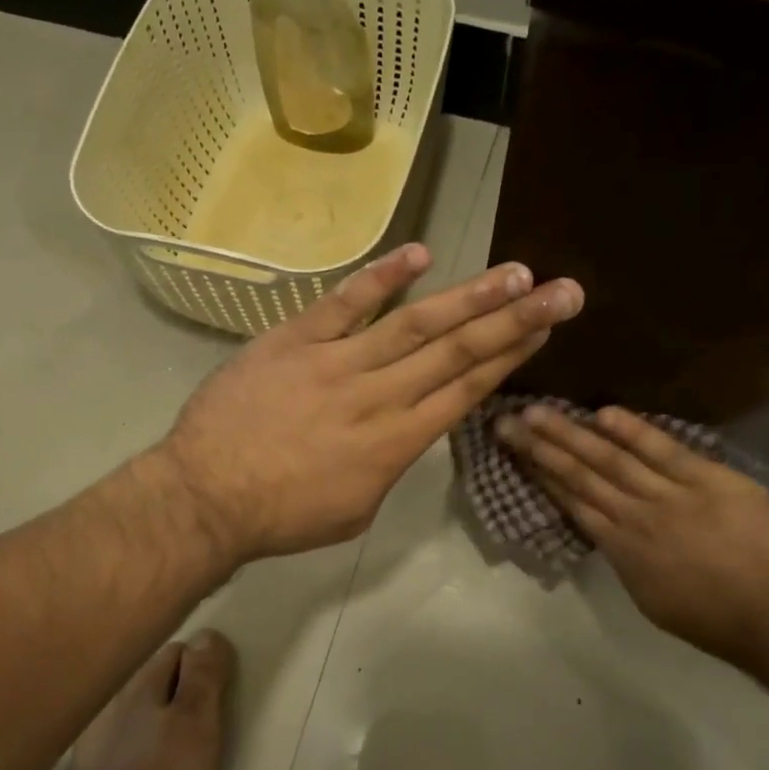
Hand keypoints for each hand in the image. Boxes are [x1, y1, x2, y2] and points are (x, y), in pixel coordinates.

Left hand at [158, 245, 583, 562]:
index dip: (511, 356)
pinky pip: (345, 303)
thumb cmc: (283, 516)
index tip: (545, 328)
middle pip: (456, 352)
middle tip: (562, 290)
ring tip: (513, 272)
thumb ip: (389, 465)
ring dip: (467, 296)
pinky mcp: (295, 340)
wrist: (206, 497)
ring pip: (414, 324)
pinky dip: (381, 277)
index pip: (466, 390)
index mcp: (397, 443)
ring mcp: (337, 362)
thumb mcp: (355, 509)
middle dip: (514, 320)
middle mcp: (380, 396)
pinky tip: (419, 253)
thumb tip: (405, 432)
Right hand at [497, 404, 768, 664]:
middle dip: (541, 447)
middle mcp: (635, 517)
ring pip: (611, 460)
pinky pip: (665, 452)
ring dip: (572, 434)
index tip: (516, 451)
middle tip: (507, 421)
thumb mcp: (652, 597)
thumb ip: (627, 559)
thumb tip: (606, 530)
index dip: (541, 474)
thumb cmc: (714, 617)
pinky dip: (635, 432)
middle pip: (580, 475)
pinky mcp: (708, 481)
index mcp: (621, 549)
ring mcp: (670, 496)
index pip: (572, 502)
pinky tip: (604, 414)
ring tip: (539, 412)